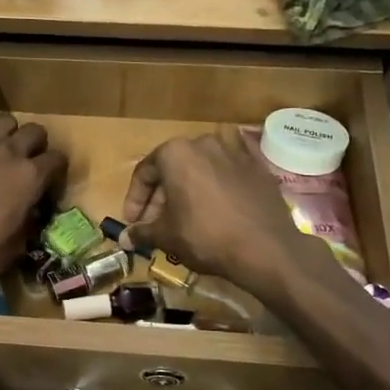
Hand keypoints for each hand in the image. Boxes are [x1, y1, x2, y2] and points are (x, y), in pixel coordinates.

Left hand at [0, 115, 65, 303]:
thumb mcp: (18, 245)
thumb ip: (30, 219)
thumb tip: (30, 210)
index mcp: (31, 178)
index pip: (58, 159)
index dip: (56, 171)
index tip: (49, 184)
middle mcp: (8, 154)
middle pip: (34, 131)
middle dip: (36, 145)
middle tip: (28, 164)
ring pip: (3, 121)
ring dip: (8, 134)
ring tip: (0, 152)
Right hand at [119, 131, 324, 293]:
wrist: (265, 247)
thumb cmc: (206, 236)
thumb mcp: (167, 236)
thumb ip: (142, 232)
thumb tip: (124, 238)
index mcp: (175, 153)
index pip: (144, 172)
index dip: (135, 199)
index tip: (133, 222)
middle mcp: (203, 142)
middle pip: (173, 166)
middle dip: (161, 195)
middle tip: (156, 223)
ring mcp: (235, 150)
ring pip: (202, 165)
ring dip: (190, 185)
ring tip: (187, 211)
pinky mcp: (258, 164)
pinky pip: (230, 168)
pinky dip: (219, 180)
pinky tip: (218, 199)